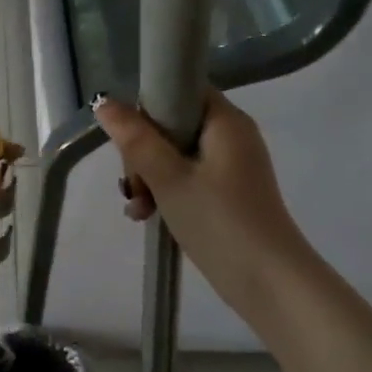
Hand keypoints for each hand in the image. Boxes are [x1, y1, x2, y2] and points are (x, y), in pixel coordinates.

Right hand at [94, 91, 311, 323]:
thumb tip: (104, 101)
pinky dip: (166, 193)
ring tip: (139, 210)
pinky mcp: (228, 193)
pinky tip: (148, 216)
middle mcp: (232, 136)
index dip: (149, 109)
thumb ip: (135, 139)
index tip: (130, 143)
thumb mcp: (168, 178)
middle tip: (134, 187)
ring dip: (149, 178)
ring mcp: (231, 166)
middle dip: (143, 154)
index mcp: (226, 121)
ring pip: (175, 156)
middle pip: (173, 125)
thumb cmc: (218, 222)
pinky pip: (187, 178)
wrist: (267, 282)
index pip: (180, 89)